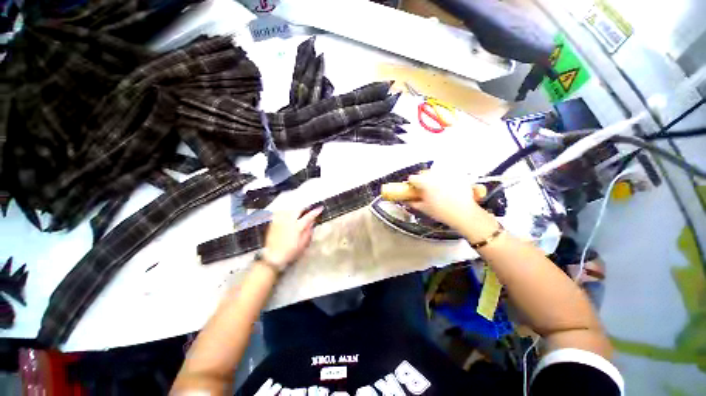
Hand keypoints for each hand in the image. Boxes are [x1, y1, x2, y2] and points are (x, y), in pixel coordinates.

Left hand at [263, 207, 322, 267]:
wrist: (273, 257)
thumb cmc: (290, 252)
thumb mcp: (303, 244)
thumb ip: (308, 232)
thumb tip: (312, 223)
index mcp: (297, 227)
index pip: (308, 216)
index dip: (315, 212)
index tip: (320, 208)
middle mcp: (288, 221)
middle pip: (297, 209)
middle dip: (304, 208)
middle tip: (308, 209)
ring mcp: (280, 221)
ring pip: (289, 210)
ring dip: (295, 209)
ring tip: (299, 211)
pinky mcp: (273, 223)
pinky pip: (281, 213)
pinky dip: (286, 212)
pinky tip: (288, 214)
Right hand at [406, 172, 495, 236]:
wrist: (464, 214)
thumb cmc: (442, 212)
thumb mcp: (424, 209)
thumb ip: (413, 203)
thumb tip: (407, 200)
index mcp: (425, 182)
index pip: (412, 178)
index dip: (411, 184)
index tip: (413, 188)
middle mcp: (435, 175)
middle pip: (424, 173)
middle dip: (422, 180)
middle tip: (425, 190)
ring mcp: (447, 174)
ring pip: (435, 172)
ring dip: (433, 178)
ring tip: (437, 189)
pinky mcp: (457, 175)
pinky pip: (447, 173)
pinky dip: (445, 178)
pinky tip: (448, 188)